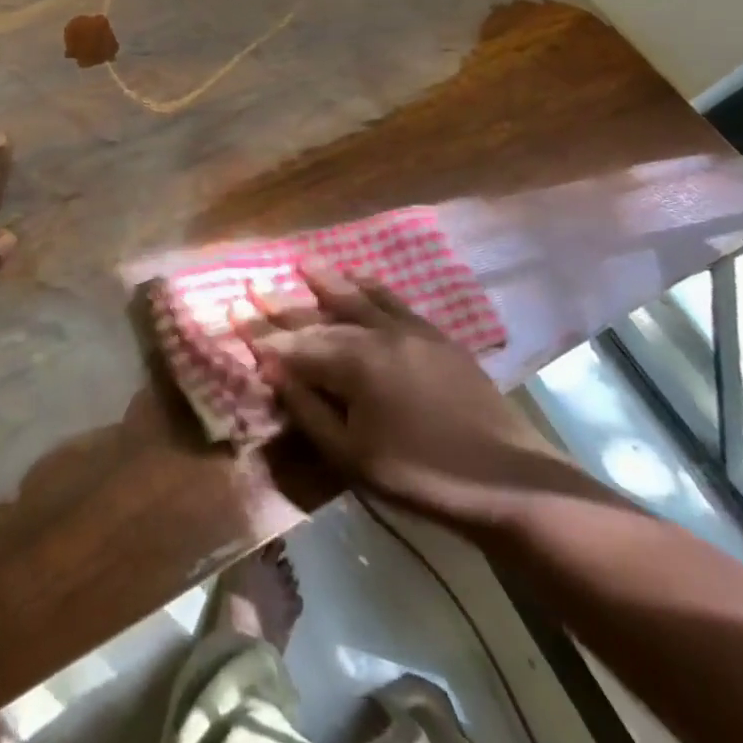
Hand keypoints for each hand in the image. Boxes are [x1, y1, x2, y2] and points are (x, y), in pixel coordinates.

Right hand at [249, 267, 564, 530]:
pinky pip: (394, 300)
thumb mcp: (353, 455)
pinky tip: (360, 279)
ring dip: (326, 280)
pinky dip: (370, 286)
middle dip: (284, 303)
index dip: (261, 333)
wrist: (509, 480)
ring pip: (357, 296)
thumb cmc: (421, 476)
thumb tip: (274, 370)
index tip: (233, 313)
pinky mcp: (435, 336)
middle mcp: (376, 334)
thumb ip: (308, 408)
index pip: (294, 344)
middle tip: (255, 285)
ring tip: (302, 262)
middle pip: (321, 314)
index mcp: (353, 363)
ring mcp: (409, 330)